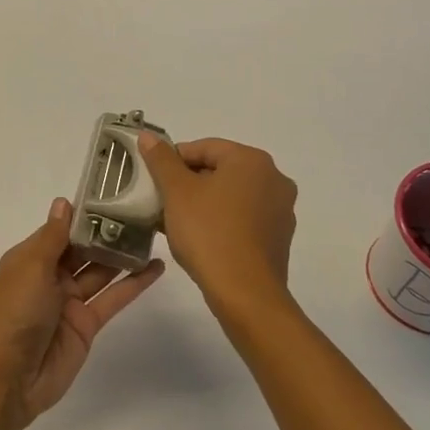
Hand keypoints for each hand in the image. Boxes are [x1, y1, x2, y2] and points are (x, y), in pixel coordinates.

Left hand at [0, 197, 165, 429]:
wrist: (9, 376)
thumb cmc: (14, 312)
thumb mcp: (31, 267)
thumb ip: (54, 237)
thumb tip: (64, 202)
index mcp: (31, 258)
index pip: (62, 229)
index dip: (85, 214)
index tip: (113, 194)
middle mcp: (50, 275)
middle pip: (84, 249)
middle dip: (108, 232)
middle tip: (143, 211)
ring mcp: (70, 300)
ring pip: (101, 271)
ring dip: (124, 255)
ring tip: (154, 234)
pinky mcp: (88, 324)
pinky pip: (113, 298)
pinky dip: (134, 284)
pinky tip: (156, 268)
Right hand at [137, 134, 297, 320]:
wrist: (245, 293)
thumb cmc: (209, 233)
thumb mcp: (177, 191)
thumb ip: (161, 160)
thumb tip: (148, 136)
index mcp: (252, 160)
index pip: (204, 148)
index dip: (174, 160)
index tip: (155, 180)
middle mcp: (274, 178)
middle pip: (220, 170)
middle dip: (189, 182)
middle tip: (163, 201)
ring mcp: (281, 210)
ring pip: (232, 195)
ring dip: (204, 202)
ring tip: (177, 222)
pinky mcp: (279, 237)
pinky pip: (244, 218)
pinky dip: (222, 221)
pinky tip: (201, 239)